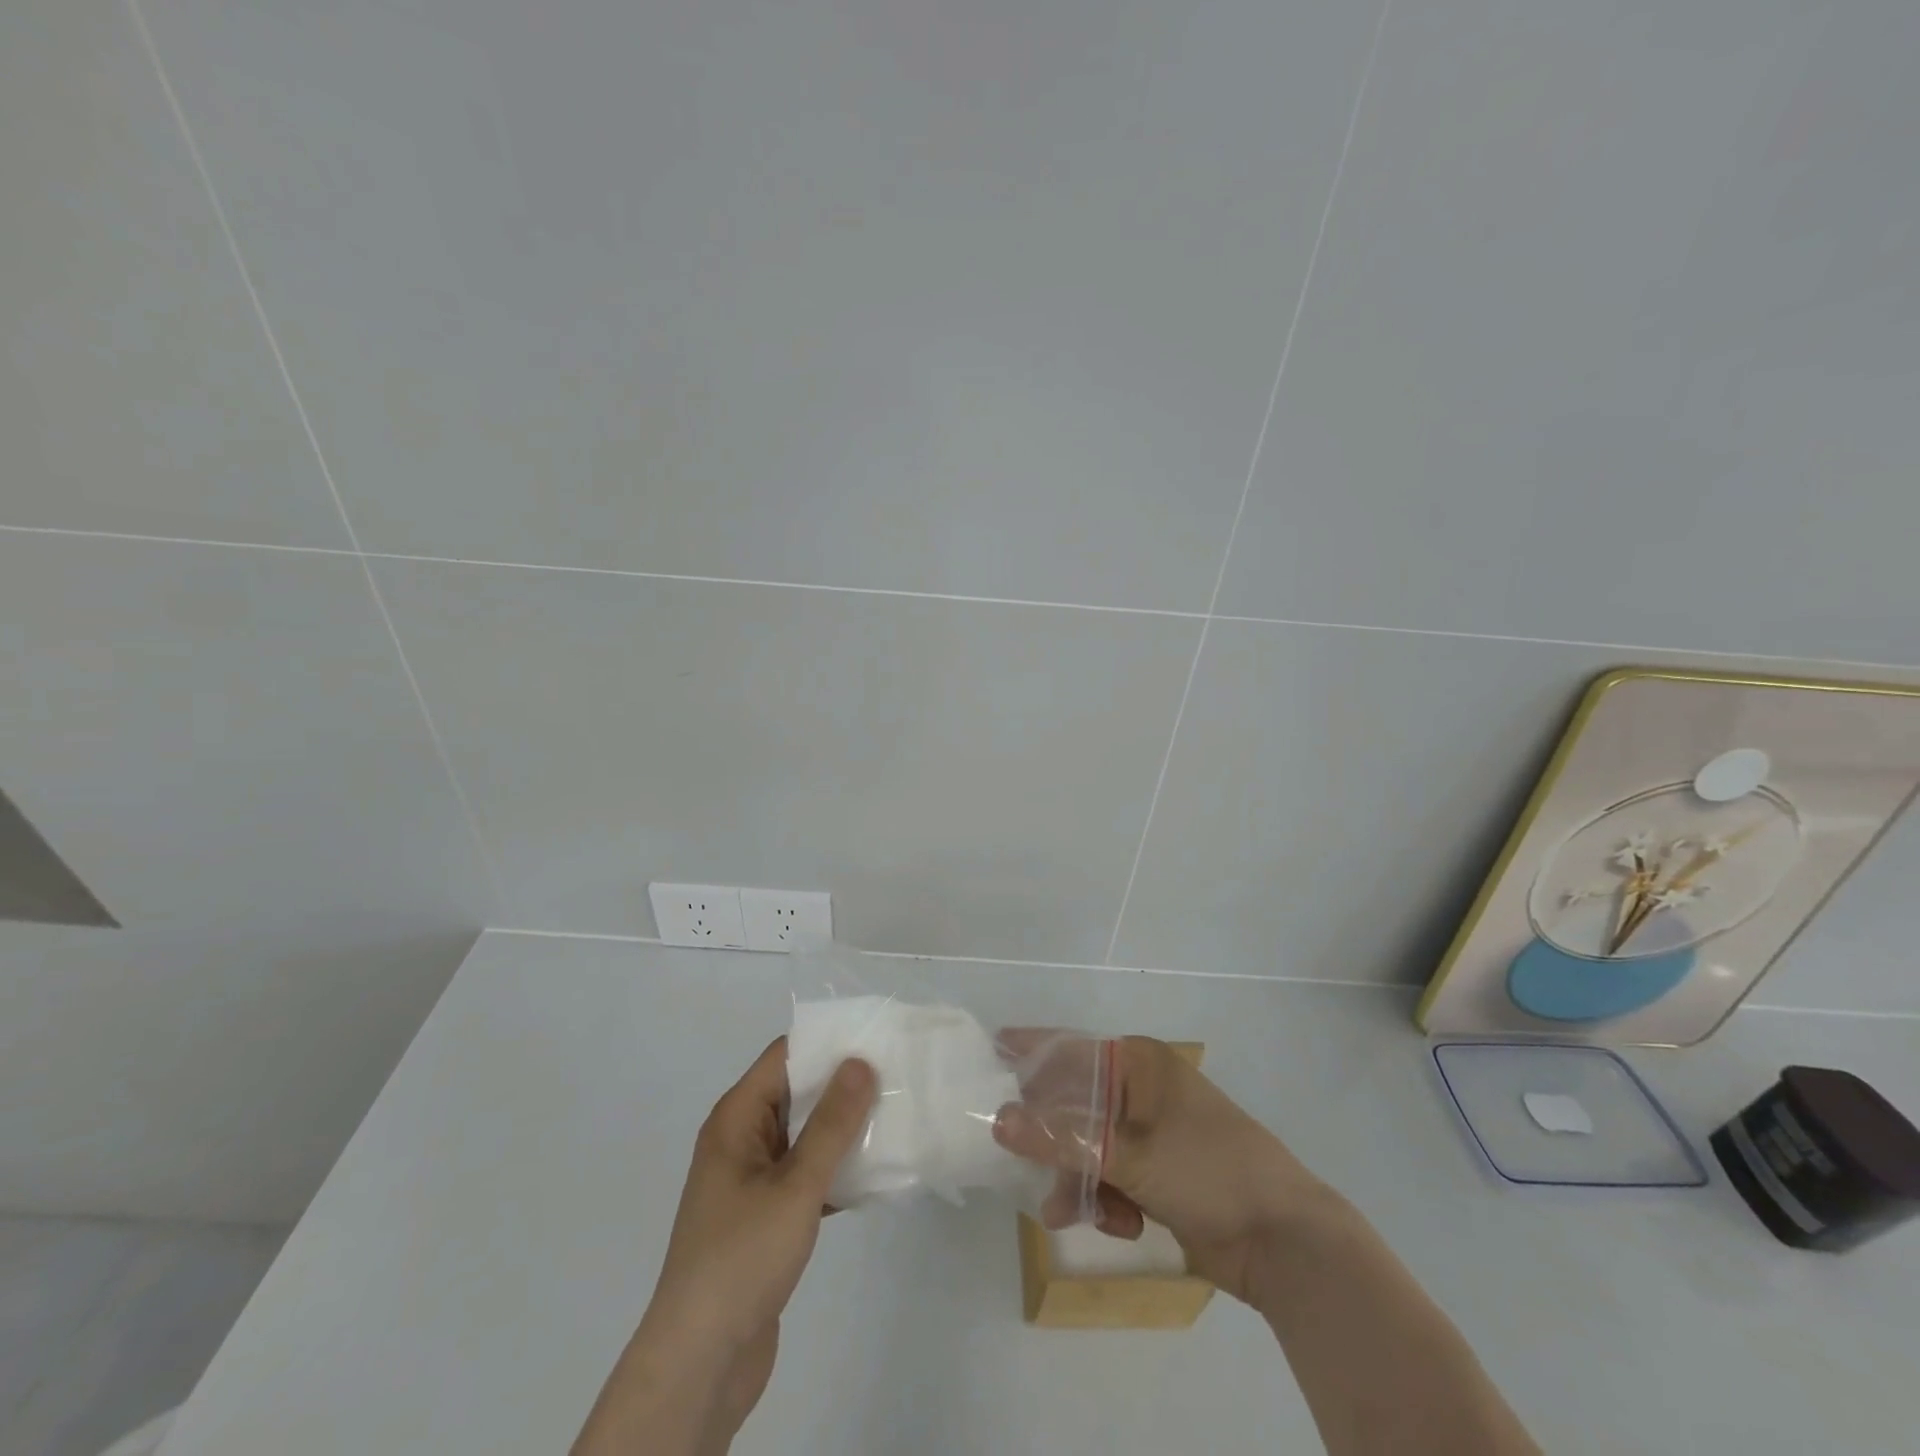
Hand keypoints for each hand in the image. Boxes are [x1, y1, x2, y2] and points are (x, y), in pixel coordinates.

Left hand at [650, 1038, 875, 1346]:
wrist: (701, 1363)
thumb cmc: (742, 1257)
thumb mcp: (796, 1185)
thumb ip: (832, 1123)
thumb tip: (860, 1061)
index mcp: (736, 1119)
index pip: (785, 1056)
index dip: (827, 1043)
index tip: (876, 1038)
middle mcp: (741, 1139)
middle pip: (796, 1093)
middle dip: (843, 1085)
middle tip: (897, 1076)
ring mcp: (752, 1180)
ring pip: (804, 1136)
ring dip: (843, 1130)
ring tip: (897, 1116)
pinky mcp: (765, 1217)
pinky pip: (805, 1175)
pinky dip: (835, 1170)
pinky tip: (876, 1173)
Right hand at [992, 1035, 1327, 1303]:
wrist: (1285, 1241)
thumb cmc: (1207, 1170)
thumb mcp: (1129, 1155)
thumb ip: (1061, 1139)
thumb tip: (998, 1120)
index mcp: (1140, 1064)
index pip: (1071, 1049)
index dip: (1030, 1051)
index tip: (989, 1052)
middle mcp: (1142, 1091)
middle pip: (1075, 1106)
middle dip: (1053, 1143)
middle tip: (1024, 1163)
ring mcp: (1151, 1133)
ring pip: (1090, 1148)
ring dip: (1079, 1181)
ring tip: (1069, 1214)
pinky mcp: (1159, 1173)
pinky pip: (1112, 1177)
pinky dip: (1107, 1201)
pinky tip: (1120, 1225)